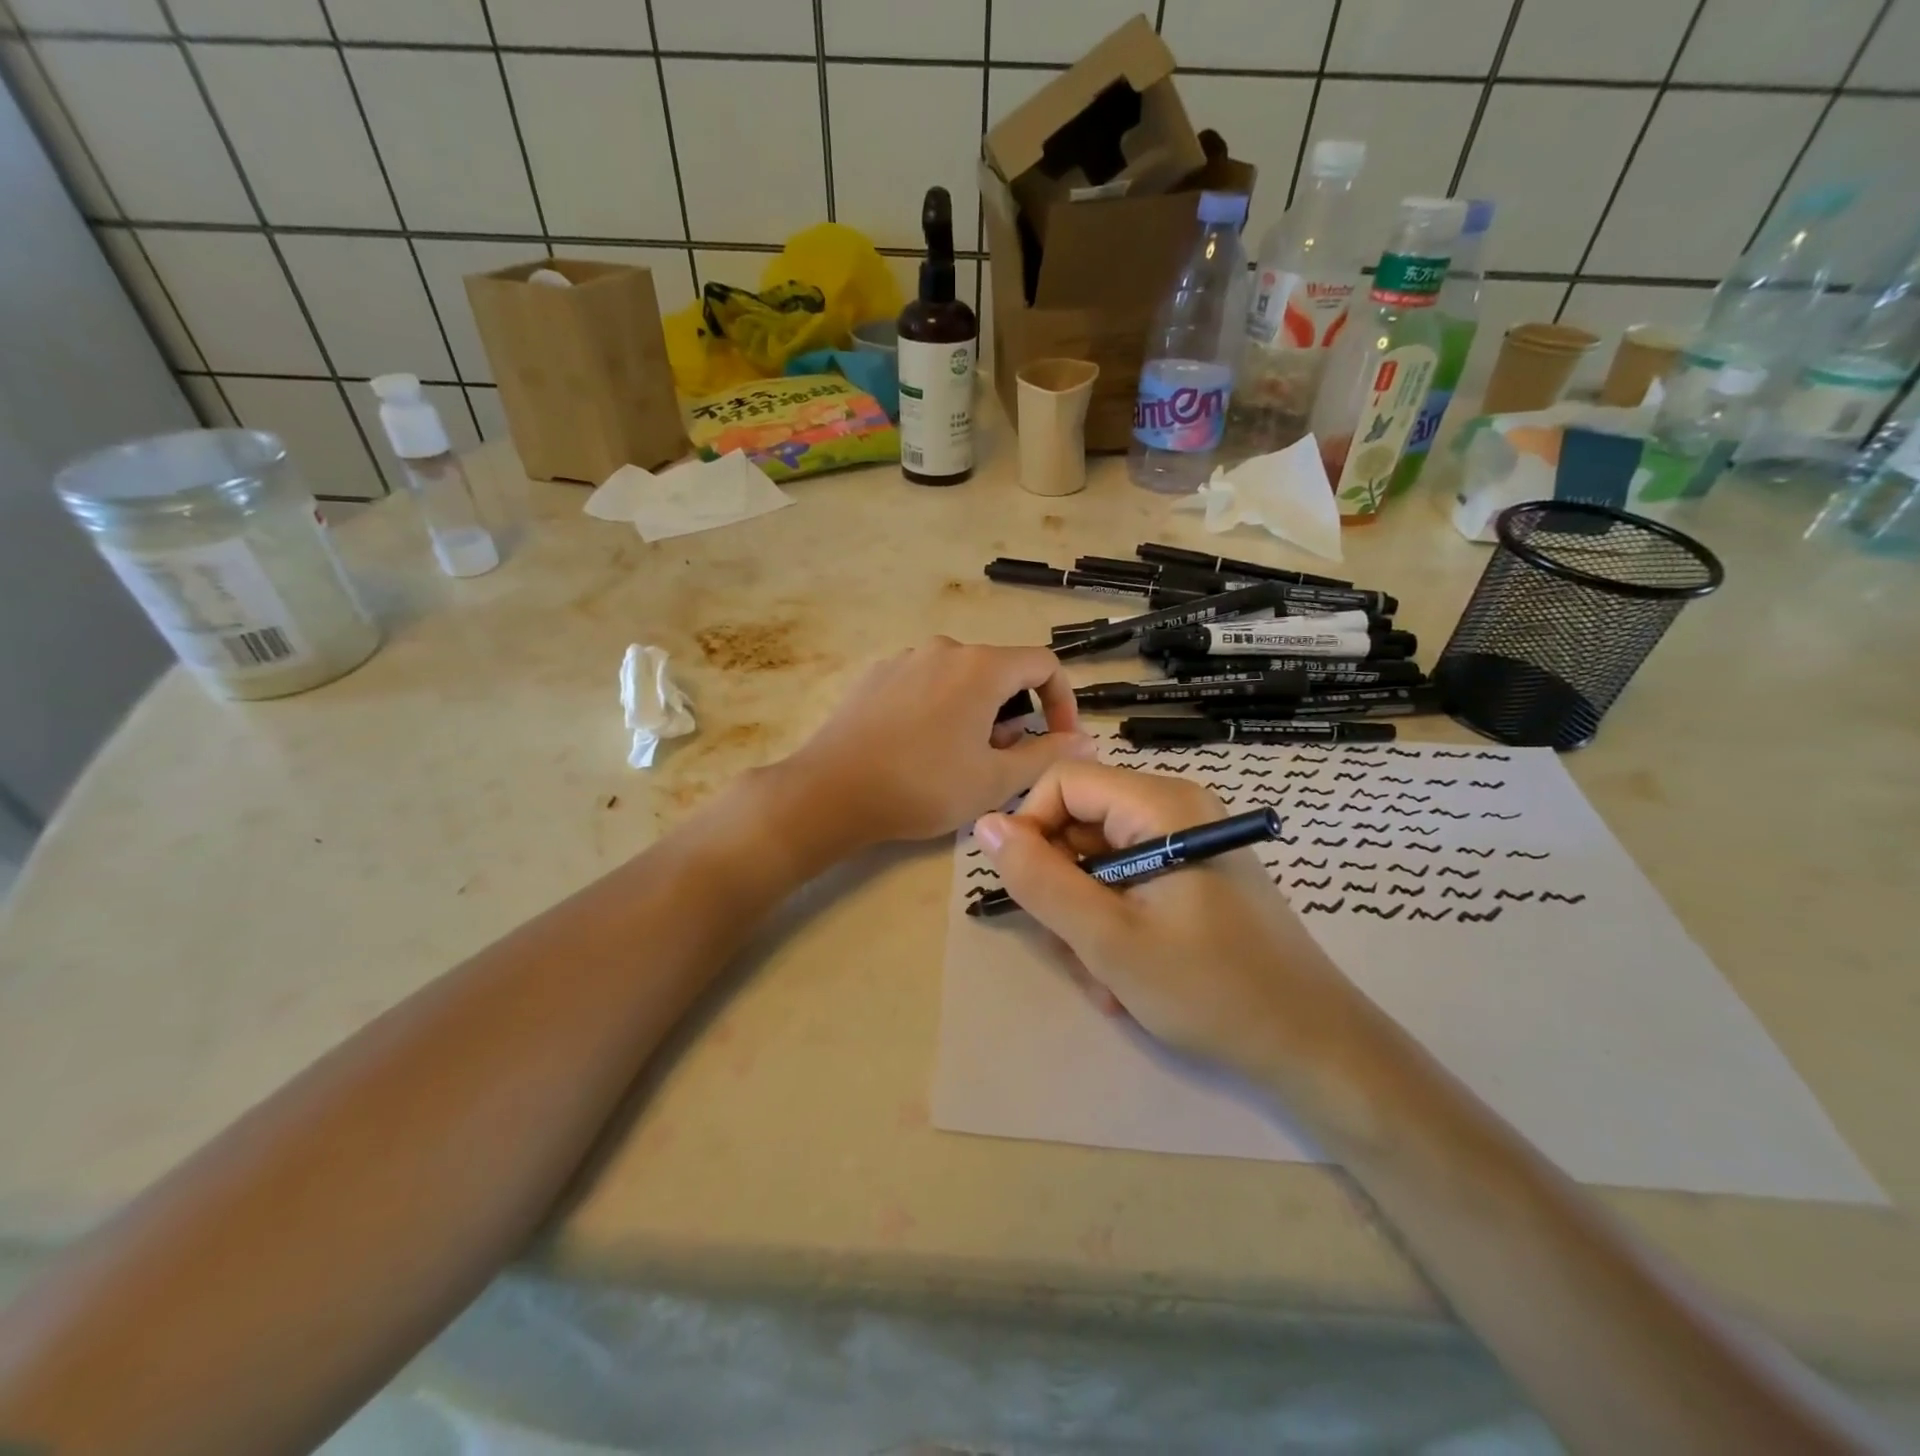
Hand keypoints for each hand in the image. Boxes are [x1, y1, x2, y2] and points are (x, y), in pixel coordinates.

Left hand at [785, 639, 1095, 846]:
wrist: (830, 791)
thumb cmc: (922, 786)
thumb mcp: (995, 780)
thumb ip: (1048, 755)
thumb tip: (1087, 741)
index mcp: (981, 667)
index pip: (1044, 664)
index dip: (1063, 702)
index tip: (1058, 740)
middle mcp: (945, 650)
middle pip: (1001, 672)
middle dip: (1015, 714)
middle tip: (1002, 761)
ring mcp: (905, 659)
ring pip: (962, 679)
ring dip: (978, 713)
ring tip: (961, 759)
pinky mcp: (876, 676)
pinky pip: (926, 684)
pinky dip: (941, 708)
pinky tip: (920, 748)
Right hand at [973, 761, 1349, 1078]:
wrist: (1312, 1046)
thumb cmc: (1211, 989)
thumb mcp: (1108, 940)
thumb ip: (1040, 880)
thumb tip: (987, 825)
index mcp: (1161, 805)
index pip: (1063, 782)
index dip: (1030, 828)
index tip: (1026, 890)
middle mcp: (1175, 809)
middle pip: (1080, 821)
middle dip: (1062, 886)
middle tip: (1074, 948)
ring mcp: (1186, 842)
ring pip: (1098, 859)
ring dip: (1086, 916)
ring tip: (1106, 975)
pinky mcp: (1193, 874)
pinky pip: (1128, 881)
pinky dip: (1114, 923)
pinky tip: (1129, 974)